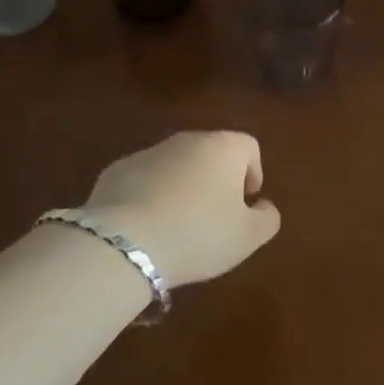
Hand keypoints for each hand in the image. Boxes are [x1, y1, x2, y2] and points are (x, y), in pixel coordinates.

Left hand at [84, 132, 281, 286]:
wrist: (124, 244)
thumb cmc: (199, 234)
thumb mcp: (248, 237)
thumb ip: (267, 218)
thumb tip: (263, 206)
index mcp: (223, 148)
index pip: (248, 147)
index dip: (253, 173)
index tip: (246, 202)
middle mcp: (187, 140)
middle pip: (211, 153)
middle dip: (216, 180)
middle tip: (214, 217)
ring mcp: (148, 152)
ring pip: (176, 165)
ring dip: (183, 187)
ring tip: (178, 226)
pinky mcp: (116, 170)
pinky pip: (144, 180)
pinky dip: (150, 196)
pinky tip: (147, 228)